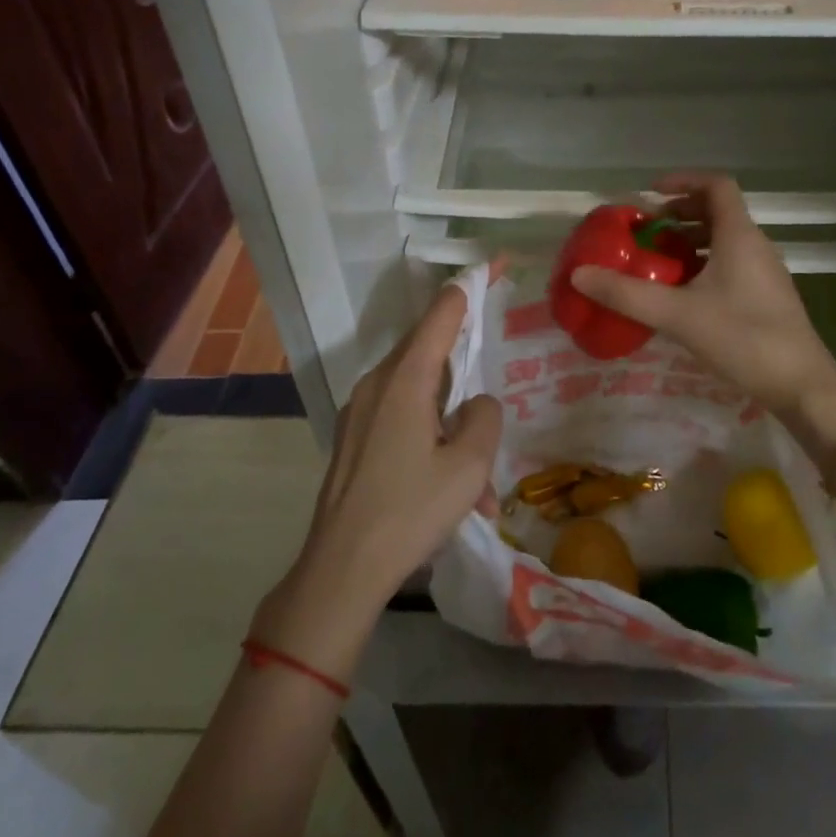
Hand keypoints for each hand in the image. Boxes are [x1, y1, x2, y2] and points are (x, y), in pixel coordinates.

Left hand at [252, 284, 501, 679]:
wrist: (340, 571)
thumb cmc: (409, 511)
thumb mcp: (469, 465)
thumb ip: (483, 416)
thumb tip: (475, 404)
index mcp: (405, 379)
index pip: (442, 313)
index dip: (470, 286)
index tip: (495, 264)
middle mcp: (377, 383)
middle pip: (428, 349)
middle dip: (464, 362)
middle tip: (492, 380)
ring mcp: (359, 411)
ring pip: (417, 390)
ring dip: (450, 416)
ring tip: (476, 475)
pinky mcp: (353, 438)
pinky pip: (399, 416)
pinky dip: (429, 435)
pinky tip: (446, 485)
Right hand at [569, 174, 835, 422]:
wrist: (801, 385)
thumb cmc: (743, 338)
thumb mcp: (678, 315)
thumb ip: (627, 294)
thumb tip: (580, 274)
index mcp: (739, 235)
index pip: (716, 185)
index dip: (682, 180)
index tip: (650, 194)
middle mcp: (755, 245)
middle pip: (717, 211)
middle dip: (679, 215)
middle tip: (646, 232)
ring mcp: (763, 271)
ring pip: (723, 240)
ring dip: (690, 242)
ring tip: (657, 262)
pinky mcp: (765, 296)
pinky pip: (730, 264)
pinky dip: (703, 265)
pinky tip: (681, 294)